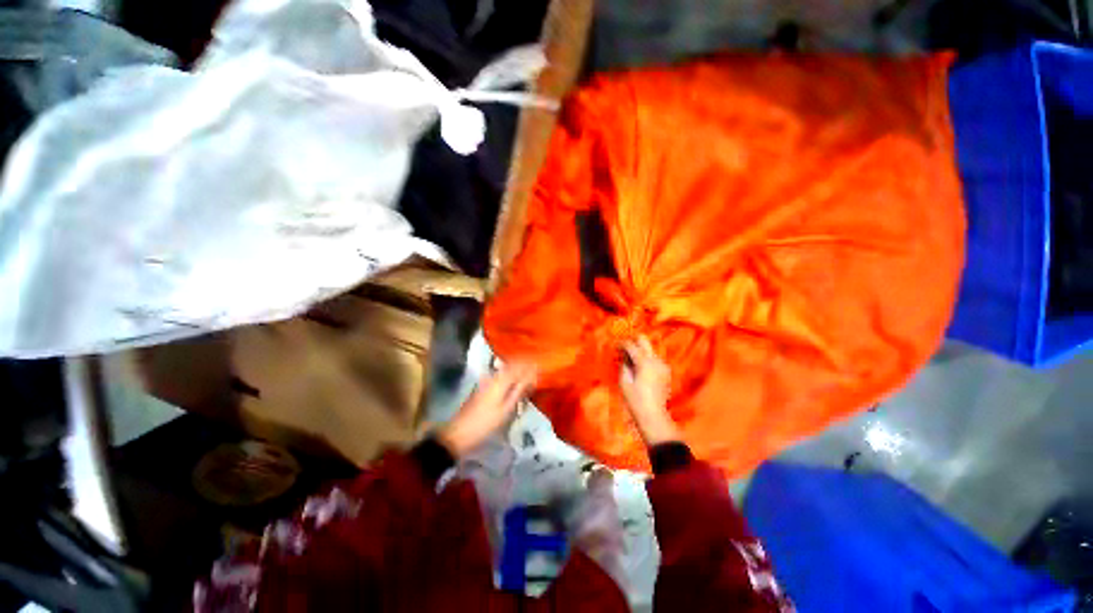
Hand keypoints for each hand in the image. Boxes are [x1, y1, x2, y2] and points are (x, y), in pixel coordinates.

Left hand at [439, 363, 536, 456]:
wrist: (458, 434)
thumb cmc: (485, 423)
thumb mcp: (506, 410)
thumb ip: (519, 391)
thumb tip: (532, 376)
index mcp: (500, 380)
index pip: (519, 365)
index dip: (530, 364)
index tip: (541, 365)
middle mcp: (494, 377)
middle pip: (512, 366)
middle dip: (525, 367)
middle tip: (537, 372)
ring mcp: (487, 382)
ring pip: (507, 371)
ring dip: (518, 372)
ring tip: (530, 379)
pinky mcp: (483, 388)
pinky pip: (501, 377)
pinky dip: (511, 378)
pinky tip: (516, 386)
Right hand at [620, 336, 679, 446]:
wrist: (653, 416)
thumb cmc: (635, 400)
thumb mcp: (624, 381)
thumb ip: (623, 364)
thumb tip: (623, 355)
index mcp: (644, 362)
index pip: (631, 345)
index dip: (621, 344)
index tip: (615, 346)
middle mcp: (655, 360)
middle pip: (644, 340)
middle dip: (633, 341)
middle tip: (623, 349)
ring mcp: (662, 365)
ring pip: (649, 349)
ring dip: (639, 351)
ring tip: (630, 361)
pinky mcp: (665, 371)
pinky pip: (653, 359)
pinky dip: (645, 359)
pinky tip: (639, 369)